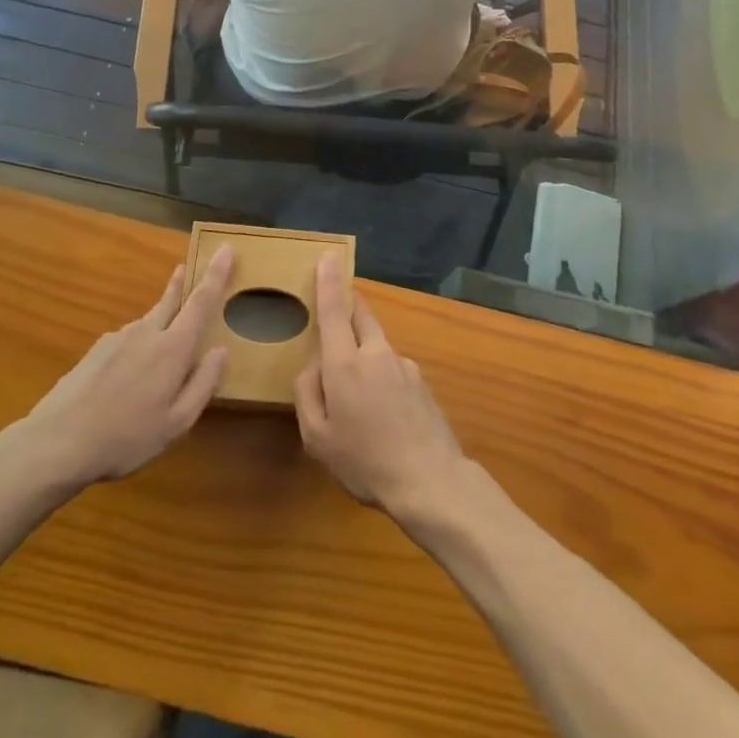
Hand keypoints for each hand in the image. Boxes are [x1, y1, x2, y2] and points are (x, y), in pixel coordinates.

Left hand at [23, 248, 231, 486]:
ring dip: (161, 322)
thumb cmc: (125, 437)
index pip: (201, 302)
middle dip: (184, 282)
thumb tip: (221, 351)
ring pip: (148, 323)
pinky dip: (139, 347)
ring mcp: (117, 339)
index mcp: (172, 348)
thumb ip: (203, 384)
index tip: (226, 249)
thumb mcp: (176, 423)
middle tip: (190, 266)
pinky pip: (128, 341)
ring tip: (163, 352)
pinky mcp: (96, 351)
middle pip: (170, 300)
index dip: (216, 274)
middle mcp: (146, 332)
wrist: (56, 442)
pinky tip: (130, 377)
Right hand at [294, 255, 467, 526]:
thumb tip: (312, 368)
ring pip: (377, 343)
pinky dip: (382, 375)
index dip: (328, 282)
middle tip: (336, 306)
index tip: (328, 256)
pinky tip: (383, 413)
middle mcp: (375, 354)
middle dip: (348, 304)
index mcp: (345, 364)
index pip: (333, 311)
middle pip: (361, 315)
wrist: (431, 481)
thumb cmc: (365, 461)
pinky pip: (393, 367)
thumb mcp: (318, 438)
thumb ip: (307, 395)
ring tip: (357, 391)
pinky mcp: (422, 381)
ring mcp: (403, 365)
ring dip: (364, 348)